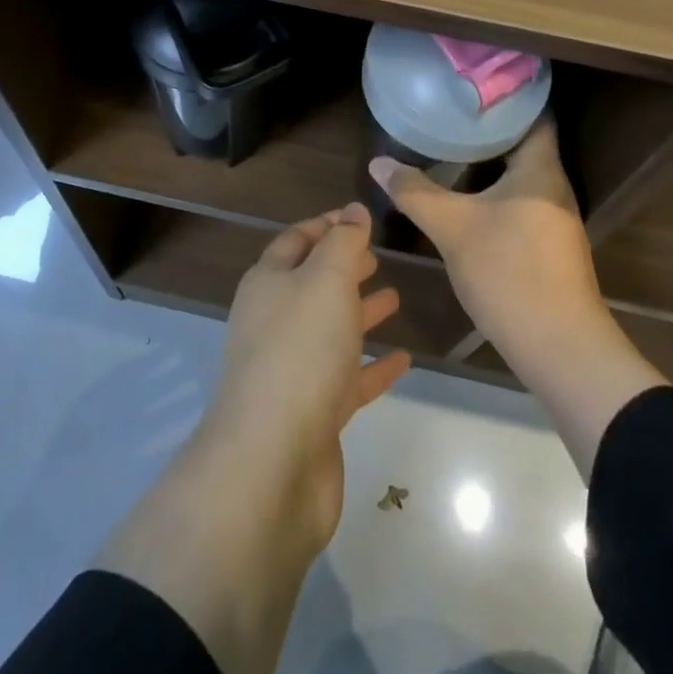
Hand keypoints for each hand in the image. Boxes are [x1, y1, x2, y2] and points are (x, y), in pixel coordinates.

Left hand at [199, 203, 411, 557]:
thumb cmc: (299, 350)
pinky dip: (372, 365)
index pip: (296, 240)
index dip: (327, 224)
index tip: (360, 217)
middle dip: (343, 267)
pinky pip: (347, 378)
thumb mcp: (325, 279)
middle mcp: (274, 321)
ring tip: (395, 297)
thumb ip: (343, 243)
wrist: (271, 462)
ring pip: (330, 330)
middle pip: (311, 284)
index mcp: (268, 283)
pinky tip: (403, 359)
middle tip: (378, 256)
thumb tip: (353, 211)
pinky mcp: (312, 413)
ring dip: (359, 312)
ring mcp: (292, 369)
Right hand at [371, 124, 666, 478]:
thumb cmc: (509, 272)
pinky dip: (497, 191)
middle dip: (490, 129)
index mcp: (541, 170)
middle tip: (451, 114)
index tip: (473, 87)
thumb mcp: (453, 227)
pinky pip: (522, 201)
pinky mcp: (550, 246)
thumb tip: (378, 162)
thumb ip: (415, 192)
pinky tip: (469, 197)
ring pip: (522, 176)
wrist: (559, 348)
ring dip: (492, 163)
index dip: (508, 97)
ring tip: (452, 148)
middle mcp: (555, 187)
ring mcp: (556, 219)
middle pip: (525, 144)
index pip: (534, 116)